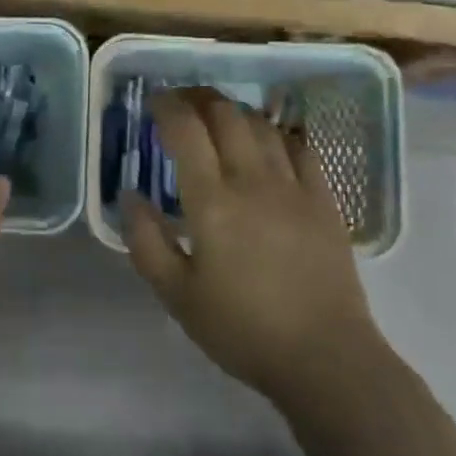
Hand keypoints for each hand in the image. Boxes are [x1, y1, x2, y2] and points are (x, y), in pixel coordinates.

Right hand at [121, 87, 382, 408]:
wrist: (324, 357)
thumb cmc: (242, 329)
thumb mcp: (176, 296)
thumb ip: (146, 241)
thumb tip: (130, 194)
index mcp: (212, 202)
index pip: (186, 131)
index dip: (167, 107)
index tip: (154, 102)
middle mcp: (253, 180)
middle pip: (226, 115)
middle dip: (199, 98)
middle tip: (182, 104)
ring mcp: (294, 186)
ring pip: (263, 125)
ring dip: (235, 112)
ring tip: (219, 118)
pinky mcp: (324, 199)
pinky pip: (300, 147)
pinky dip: (277, 133)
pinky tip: (268, 141)